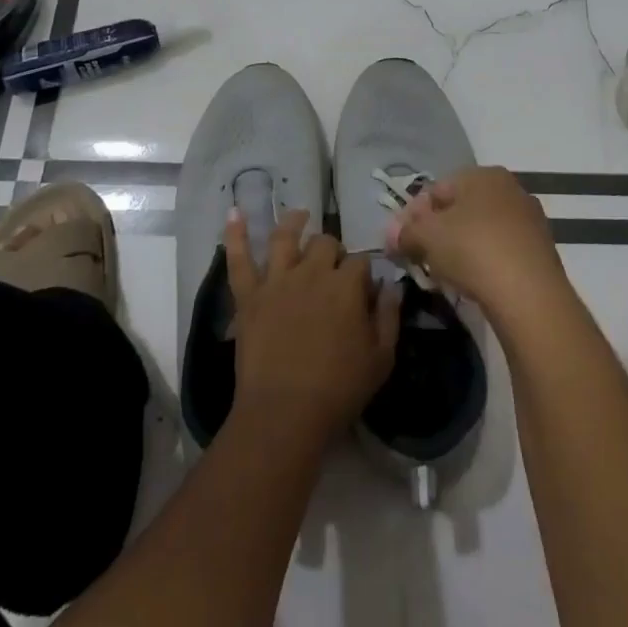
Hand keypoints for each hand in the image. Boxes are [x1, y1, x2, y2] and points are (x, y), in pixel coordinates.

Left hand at [225, 209, 401, 443]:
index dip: (364, 275)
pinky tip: (234, 213)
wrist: (284, 413)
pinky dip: (235, 234)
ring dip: (294, 222)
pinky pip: (239, 259)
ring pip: (285, 237)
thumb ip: (390, 317)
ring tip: (300, 215)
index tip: (365, 294)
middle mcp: (312, 272)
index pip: (361, 262)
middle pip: (325, 243)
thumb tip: (393, 286)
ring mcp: (277, 280)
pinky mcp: (249, 296)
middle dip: (333, 250)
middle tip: (334, 268)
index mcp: (347, 285)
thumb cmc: (339, 390)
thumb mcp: (382, 358)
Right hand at [386, 166, 570, 319]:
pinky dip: (484, 262)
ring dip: (460, 248)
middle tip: (420, 258)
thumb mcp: (427, 237)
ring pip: (482, 230)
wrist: (530, 295)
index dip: (413, 215)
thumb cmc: (473, 250)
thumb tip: (391, 235)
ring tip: (444, 274)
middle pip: (461, 208)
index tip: (401, 242)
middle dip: (437, 231)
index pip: (437, 188)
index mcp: (483, 174)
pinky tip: (474, 283)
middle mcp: (510, 188)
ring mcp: (529, 219)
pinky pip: (501, 250)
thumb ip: (405, 232)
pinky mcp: (541, 250)